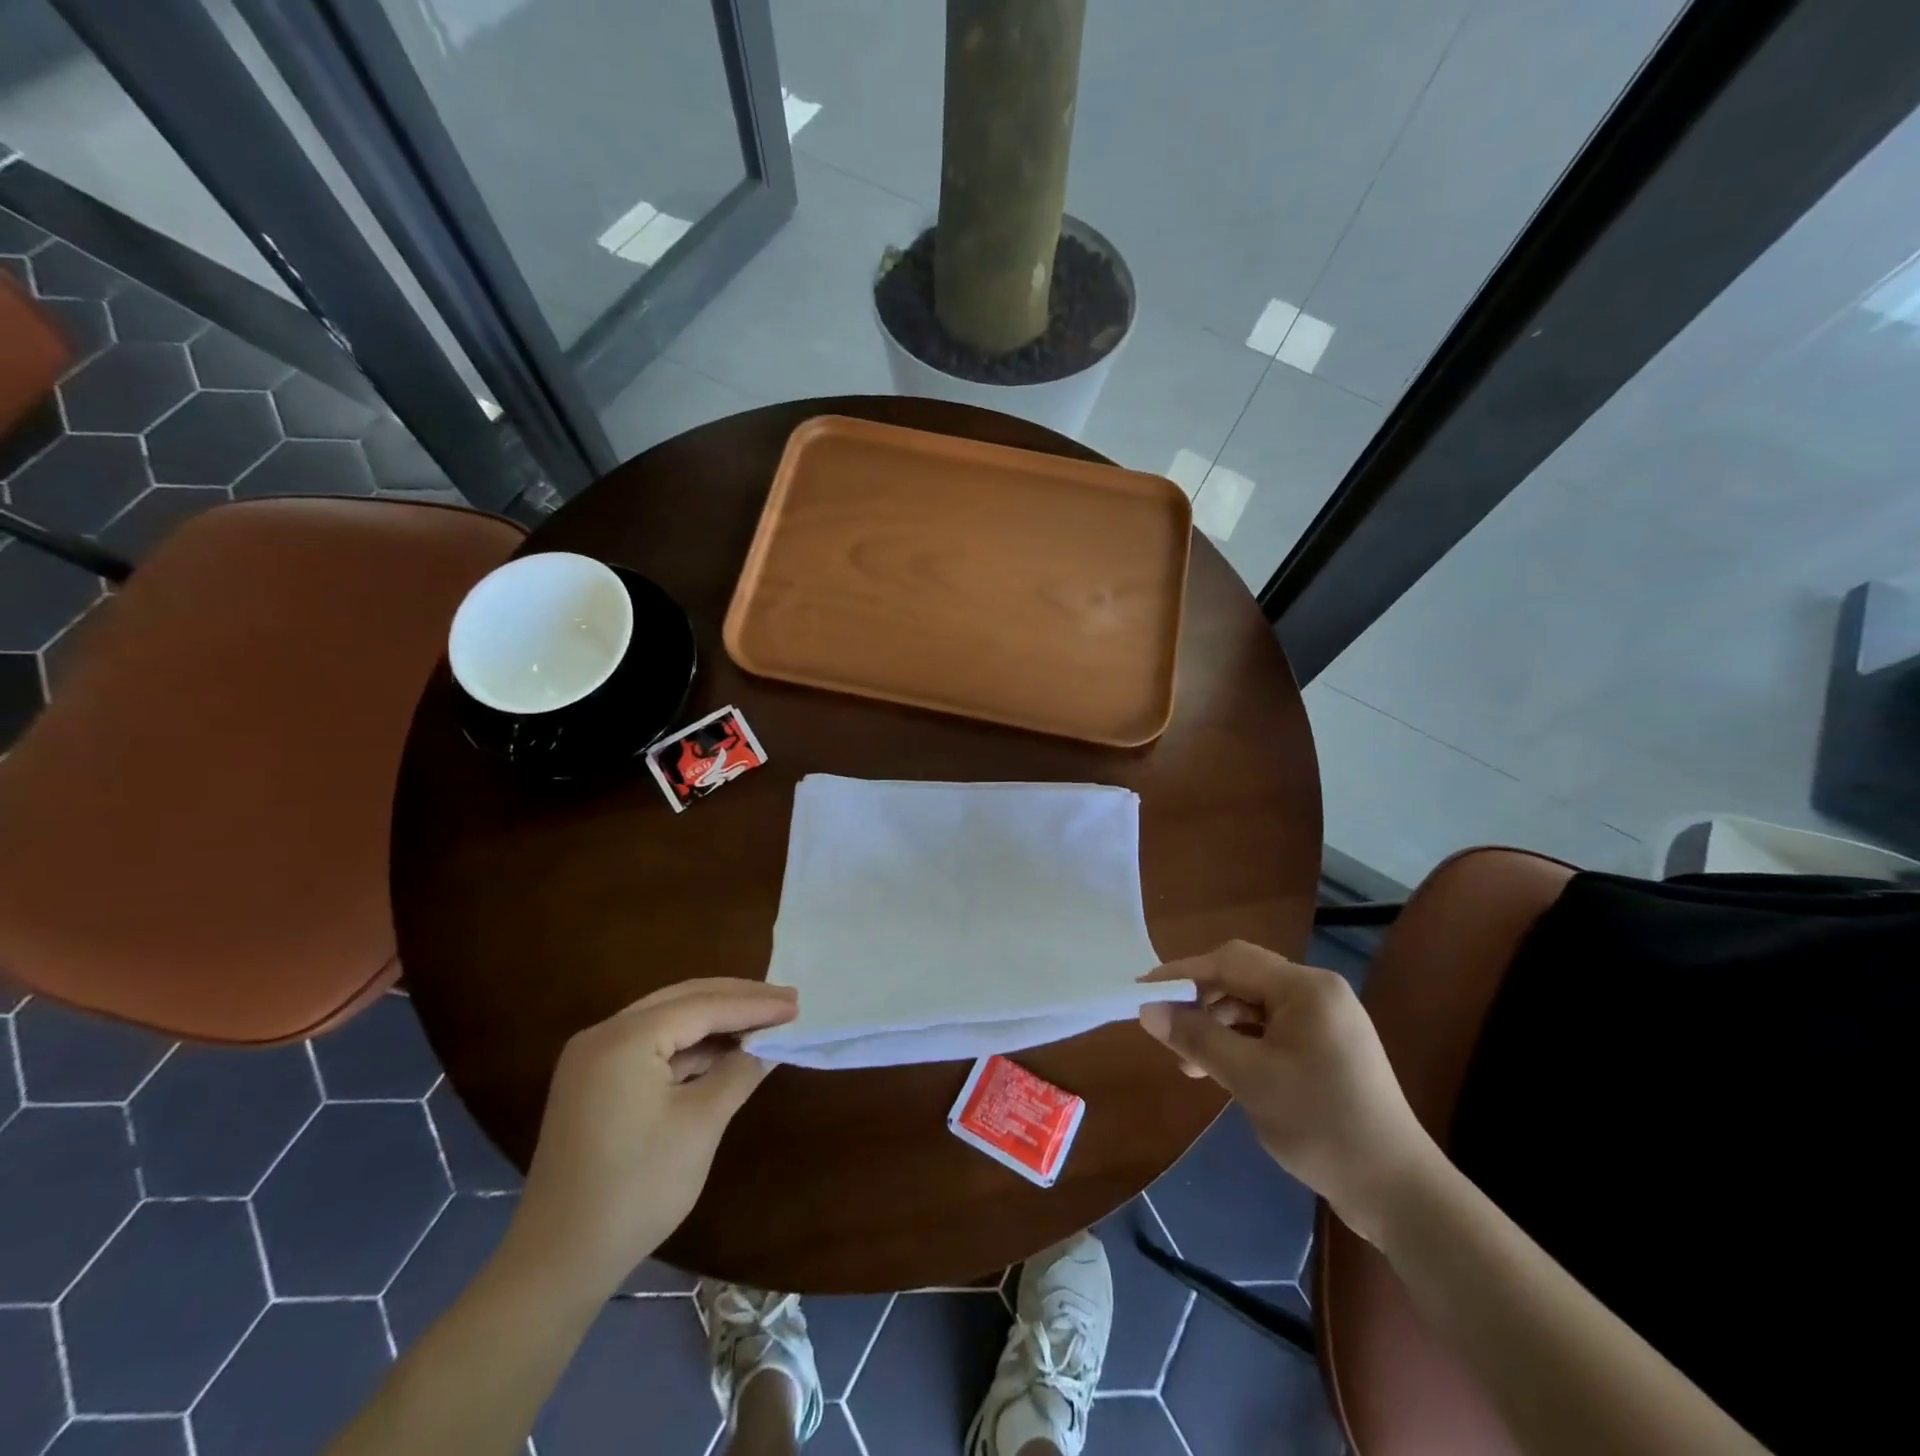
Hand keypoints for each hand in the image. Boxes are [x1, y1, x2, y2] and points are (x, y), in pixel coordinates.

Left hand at [502, 978, 797, 1293]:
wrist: (558, 1263)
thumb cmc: (637, 1188)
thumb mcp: (701, 1125)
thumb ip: (739, 1072)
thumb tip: (769, 1044)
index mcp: (624, 1038)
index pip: (702, 1006)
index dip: (753, 1005)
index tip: (795, 1005)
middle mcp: (603, 1034)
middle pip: (683, 1000)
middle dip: (736, 1000)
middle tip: (785, 1001)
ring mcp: (594, 1059)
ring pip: (668, 1020)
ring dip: (715, 1022)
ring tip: (763, 1022)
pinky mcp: (595, 1083)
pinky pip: (652, 1047)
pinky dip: (691, 1047)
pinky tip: (724, 1052)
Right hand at [1139, 943, 1438, 1244]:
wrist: (1399, 1193)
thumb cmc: (1321, 1125)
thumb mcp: (1249, 1079)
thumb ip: (1197, 1037)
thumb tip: (1148, 1011)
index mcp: (1306, 987)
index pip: (1229, 961)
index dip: (1181, 972)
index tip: (1143, 991)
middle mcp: (1318, 992)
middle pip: (1241, 979)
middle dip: (1199, 1002)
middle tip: (1166, 1032)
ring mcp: (1327, 1020)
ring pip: (1254, 1005)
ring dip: (1218, 1026)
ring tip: (1190, 1065)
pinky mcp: (1329, 1047)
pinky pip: (1272, 1028)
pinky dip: (1242, 1042)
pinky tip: (1223, 1069)